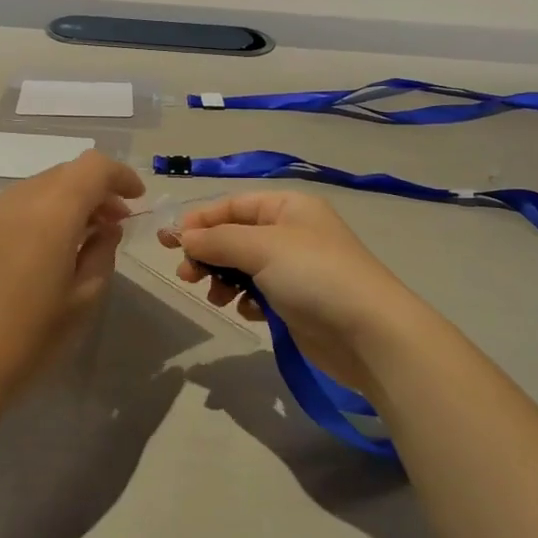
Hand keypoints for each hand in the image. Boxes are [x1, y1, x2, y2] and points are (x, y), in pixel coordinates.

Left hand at [0, 151, 144, 402]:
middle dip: (96, 189)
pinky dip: (40, 212)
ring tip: (79, 238)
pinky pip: (14, 206)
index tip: (136, 200)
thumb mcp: (83, 299)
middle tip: (113, 223)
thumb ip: (102, 252)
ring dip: (67, 200)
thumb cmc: (29, 338)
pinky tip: (43, 251)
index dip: (120, 175)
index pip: (93, 167)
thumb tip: (105, 229)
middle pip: (66, 173)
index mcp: (51, 213)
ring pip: (39, 186)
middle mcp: (17, 201)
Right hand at [160, 190, 436, 397]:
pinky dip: (245, 299)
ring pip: (243, 266)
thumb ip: (218, 239)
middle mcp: (291, 232)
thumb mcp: (263, 247)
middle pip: (235, 235)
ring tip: (215, 297)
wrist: (369, 333)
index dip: (200, 220)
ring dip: (223, 279)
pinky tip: (245, 311)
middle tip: (185, 275)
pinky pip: (258, 292)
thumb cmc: (315, 275)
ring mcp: (295, 268)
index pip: (233, 205)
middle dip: (208, 253)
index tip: (169, 241)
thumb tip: (184, 235)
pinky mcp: (296, 301)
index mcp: (288, 207)